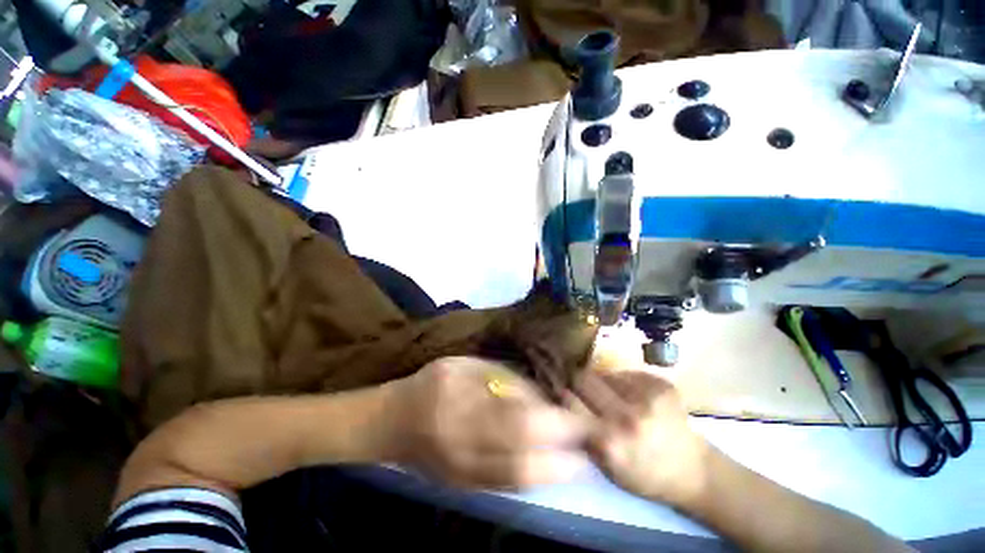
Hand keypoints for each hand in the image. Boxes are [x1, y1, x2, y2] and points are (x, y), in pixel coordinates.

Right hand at [385, 357, 589, 489]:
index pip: (520, 423)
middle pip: (526, 460)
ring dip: (559, 471)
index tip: (583, 416)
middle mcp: (466, 449)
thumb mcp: (468, 366)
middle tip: (593, 438)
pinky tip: (555, 467)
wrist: (395, 422)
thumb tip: (541, 394)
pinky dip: (539, 479)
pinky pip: (512, 488)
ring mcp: (466, 475)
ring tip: (583, 455)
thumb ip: (503, 379)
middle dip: (567, 453)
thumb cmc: (435, 382)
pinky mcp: (467, 488)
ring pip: (522, 481)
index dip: (556, 423)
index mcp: (463, 408)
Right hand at [574, 369, 708, 504]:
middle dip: (578, 382)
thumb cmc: (644, 475)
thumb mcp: (605, 466)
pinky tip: (632, 395)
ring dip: (602, 382)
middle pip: (583, 378)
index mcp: (610, 442)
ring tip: (611, 395)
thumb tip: (561, 399)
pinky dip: (623, 382)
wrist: (693, 471)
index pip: (569, 400)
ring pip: (604, 373)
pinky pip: (626, 373)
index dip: (564, 395)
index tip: (564, 394)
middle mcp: (627, 416)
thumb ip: (581, 434)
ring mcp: (647, 397)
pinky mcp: (661, 385)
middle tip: (582, 388)